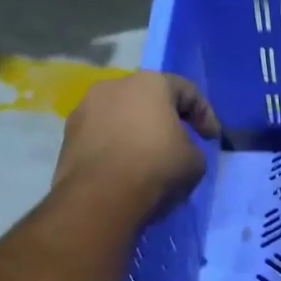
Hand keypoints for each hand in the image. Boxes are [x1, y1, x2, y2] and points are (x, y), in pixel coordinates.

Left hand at [54, 71, 220, 217]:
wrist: (99, 197)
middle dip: (165, 119)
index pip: (187, 90)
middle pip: (148, 99)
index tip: (212, 138)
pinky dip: (114, 147)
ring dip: (135, 132)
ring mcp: (85, 109)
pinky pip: (101, 136)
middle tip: (177, 143)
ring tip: (146, 159)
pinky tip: (122, 170)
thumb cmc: (156, 168)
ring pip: (120, 116)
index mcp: (150, 83)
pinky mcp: (68, 135)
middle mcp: (114, 86)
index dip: (205, 114)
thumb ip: (192, 147)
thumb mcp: (194, 162)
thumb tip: (180, 149)